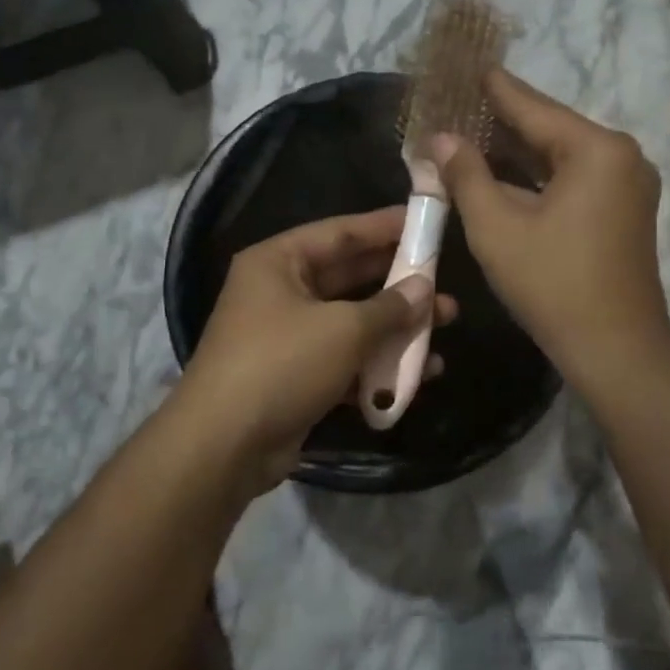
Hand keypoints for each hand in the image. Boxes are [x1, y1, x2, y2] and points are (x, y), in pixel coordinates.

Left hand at [175, 207, 457, 488]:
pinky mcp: (296, 377)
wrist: (224, 446)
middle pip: (349, 277)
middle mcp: (279, 292)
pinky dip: (377, 365)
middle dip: (398, 282)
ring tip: (445, 324)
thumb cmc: (282, 364)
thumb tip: (424, 289)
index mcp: (278, 262)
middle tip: (444, 280)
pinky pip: (345, 360)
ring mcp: (287, 337)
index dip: (384, 226)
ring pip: (351, 322)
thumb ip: (390, 306)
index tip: (425, 223)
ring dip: (395, 326)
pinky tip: (420, 374)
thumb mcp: (344, 329)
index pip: (340, 232)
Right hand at [433, 70, 669, 389]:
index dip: (492, 89)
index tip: (464, 65)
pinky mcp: (625, 211)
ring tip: (470, 135)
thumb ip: (467, 175)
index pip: (533, 107)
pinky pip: (575, 180)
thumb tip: (441, 138)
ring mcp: (628, 185)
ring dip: (517, 153)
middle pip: (550, 129)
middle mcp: (621, 156)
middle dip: (501, 122)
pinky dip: (539, 178)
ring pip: (561, 157)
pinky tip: (503, 175)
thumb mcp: (497, 228)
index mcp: (596, 150)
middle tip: (457, 105)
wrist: (616, 348)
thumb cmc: (552, 284)